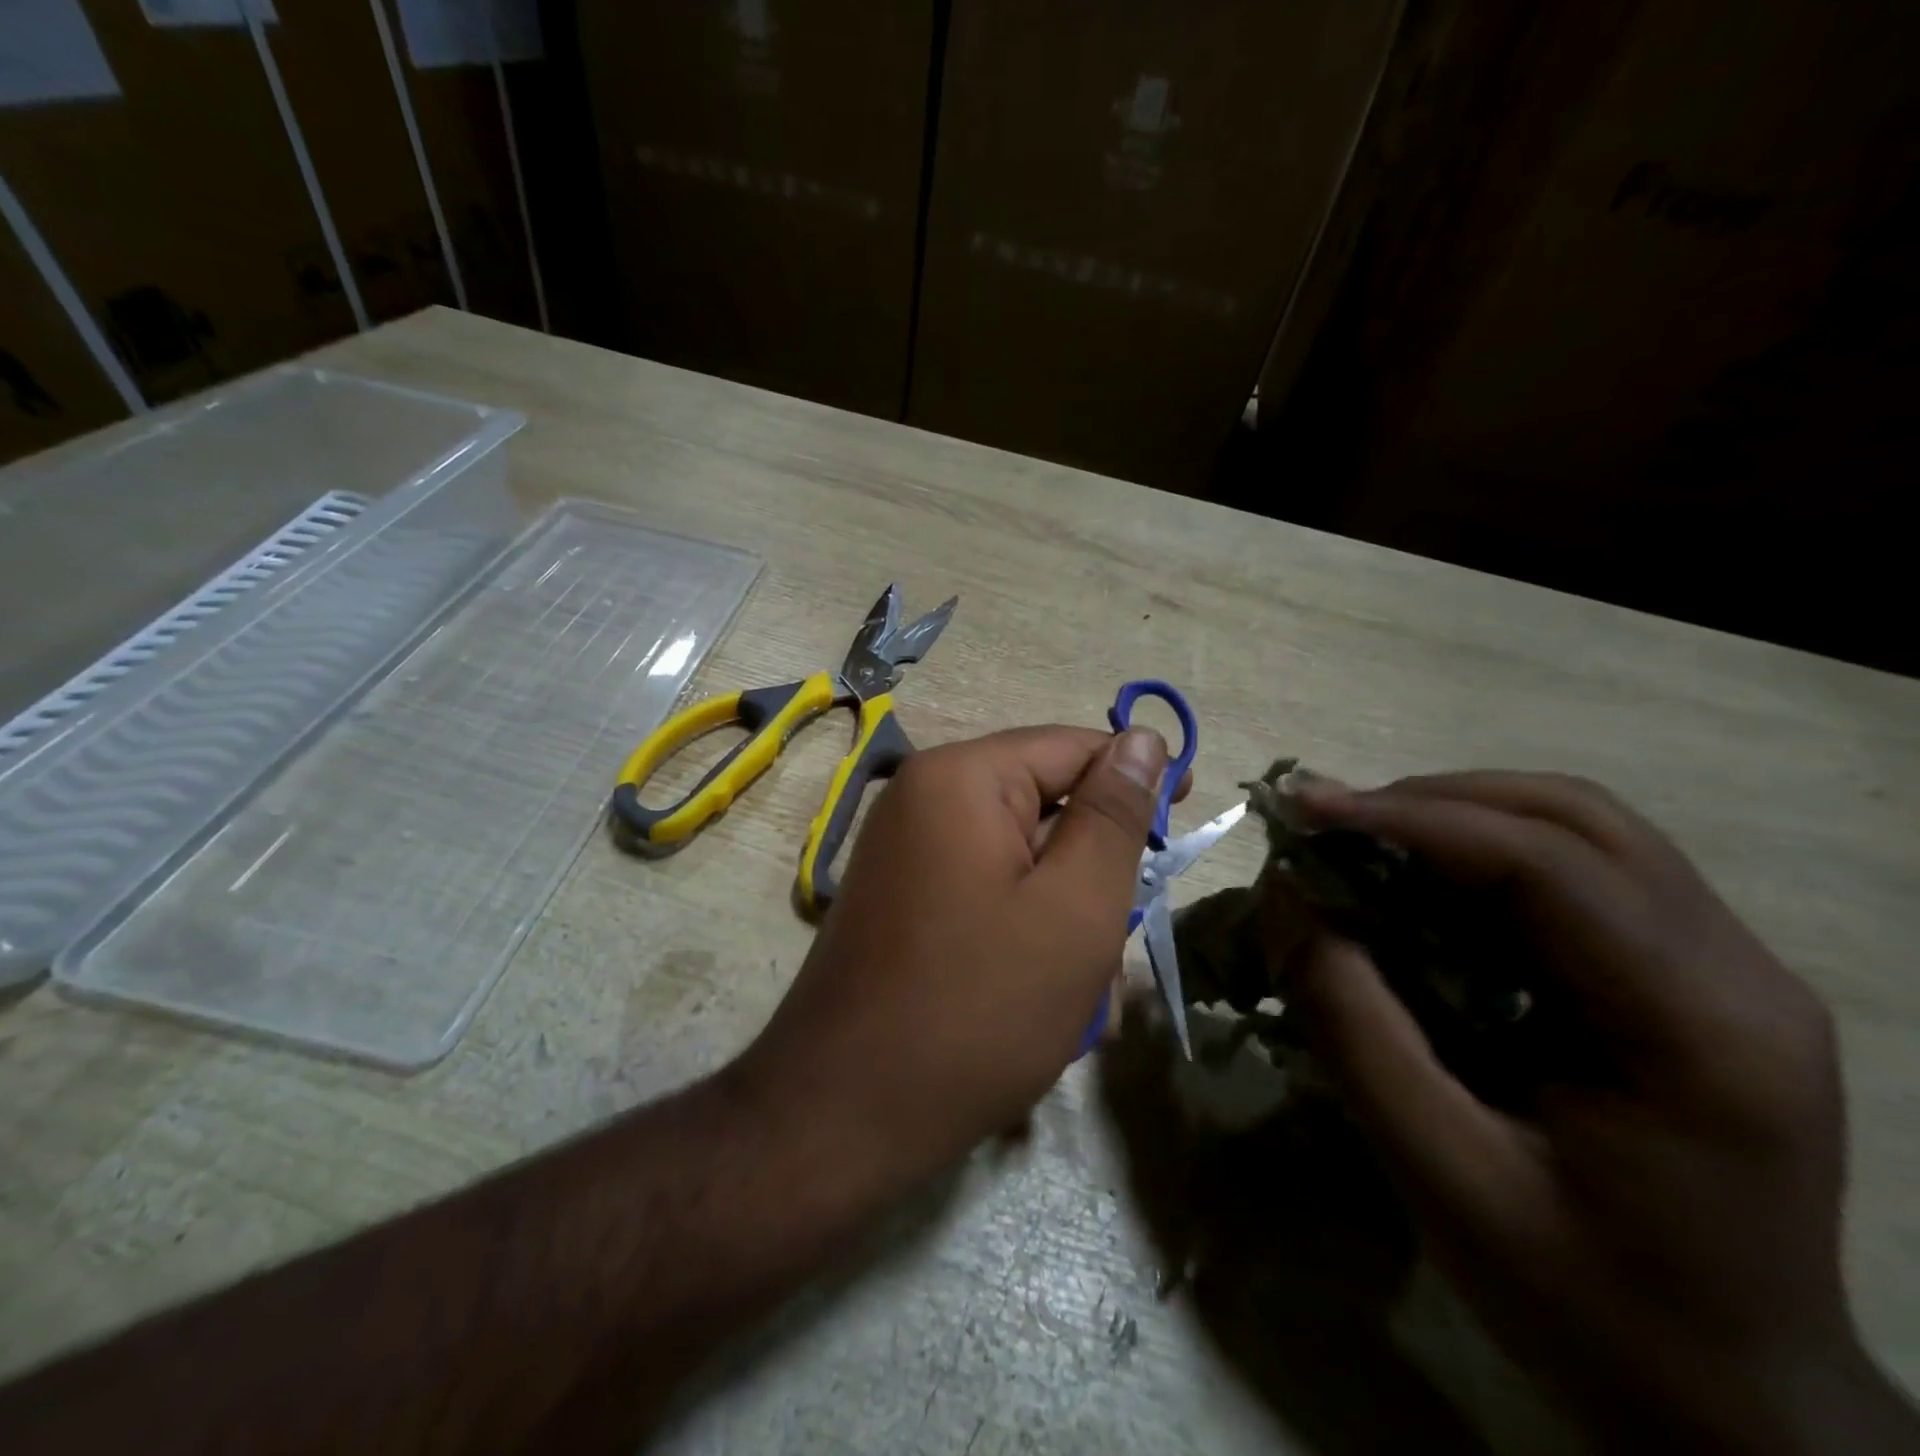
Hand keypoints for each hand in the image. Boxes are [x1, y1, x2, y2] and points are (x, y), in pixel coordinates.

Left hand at [731, 725, 1179, 1201]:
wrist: (842, 1116)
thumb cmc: (977, 1008)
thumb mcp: (1074, 907)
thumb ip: (1114, 815)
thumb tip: (1143, 738)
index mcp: (961, 778)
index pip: (1071, 747)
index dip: (1136, 780)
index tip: (1182, 828)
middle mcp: (923, 798)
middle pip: (1044, 808)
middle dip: (1092, 876)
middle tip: (1114, 950)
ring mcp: (906, 852)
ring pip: (1020, 862)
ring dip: (1063, 919)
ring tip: (1079, 999)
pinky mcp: (902, 900)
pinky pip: (985, 894)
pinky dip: (1022, 936)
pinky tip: (1037, 1003)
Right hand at [1268, 772, 1917, 1453]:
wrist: (1737, 1409)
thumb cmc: (1584, 1305)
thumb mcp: (1438, 1170)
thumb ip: (1351, 1022)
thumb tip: (1285, 896)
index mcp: (1700, 1030)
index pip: (1547, 863)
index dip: (1412, 818)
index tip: (1305, 808)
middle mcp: (1742, 973)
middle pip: (1577, 817)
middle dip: (1434, 800)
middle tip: (1330, 821)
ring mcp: (1734, 971)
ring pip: (1584, 828)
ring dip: (1459, 818)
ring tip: (1364, 841)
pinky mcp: (1702, 979)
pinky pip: (1586, 871)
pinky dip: (1486, 855)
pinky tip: (1425, 889)